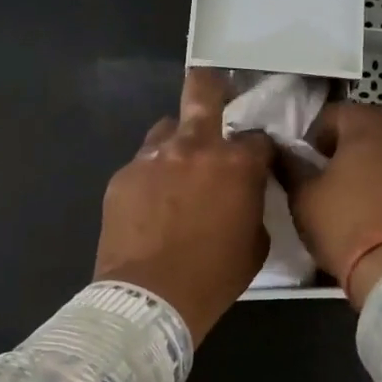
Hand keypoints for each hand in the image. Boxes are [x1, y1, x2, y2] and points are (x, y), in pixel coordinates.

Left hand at [94, 69, 274, 344]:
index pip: (258, 138)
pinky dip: (151, 178)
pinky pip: (142, 165)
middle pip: (203, 89)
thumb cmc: (213, 278)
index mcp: (237, 164)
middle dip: (212, 84)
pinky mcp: (122, 176)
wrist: (151, 297)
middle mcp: (195, 147)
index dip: (259, 150)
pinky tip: (149, 205)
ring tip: (175, 171)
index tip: (257, 162)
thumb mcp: (254, 245)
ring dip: (176, 143)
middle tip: (216, 90)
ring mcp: (153, 158)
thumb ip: (252, 207)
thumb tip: (244, 196)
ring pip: (166, 129)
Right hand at [283, 103, 381, 306]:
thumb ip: (291, 167)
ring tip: (371, 192)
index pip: (336, 113)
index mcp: (369, 128)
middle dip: (356, 141)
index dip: (316, 134)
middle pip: (377, 124)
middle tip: (339, 171)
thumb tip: (282, 151)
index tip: (308, 160)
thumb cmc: (345, 227)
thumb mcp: (303, 198)